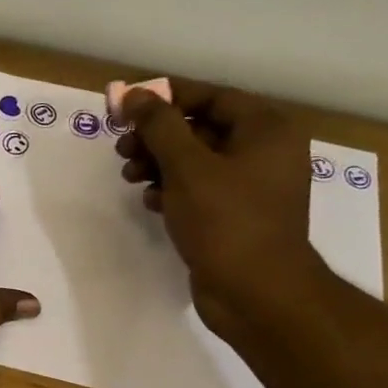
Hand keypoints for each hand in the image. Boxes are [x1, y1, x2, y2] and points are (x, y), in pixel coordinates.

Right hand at [116, 80, 320, 337]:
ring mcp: (251, 187)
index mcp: (265, 130)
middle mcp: (264, 152)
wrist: (256, 292)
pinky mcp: (235, 216)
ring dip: (158, 163)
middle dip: (157, 136)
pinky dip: (172, 190)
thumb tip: (134, 95)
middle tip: (121, 148)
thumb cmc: (226, 221)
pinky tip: (150, 201)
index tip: (127, 107)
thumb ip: (159, 126)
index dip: (167, 98)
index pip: (211, 97)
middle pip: (200, 128)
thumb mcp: (187, 167)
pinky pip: (198, 190)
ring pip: (195, 161)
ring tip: (130, 176)